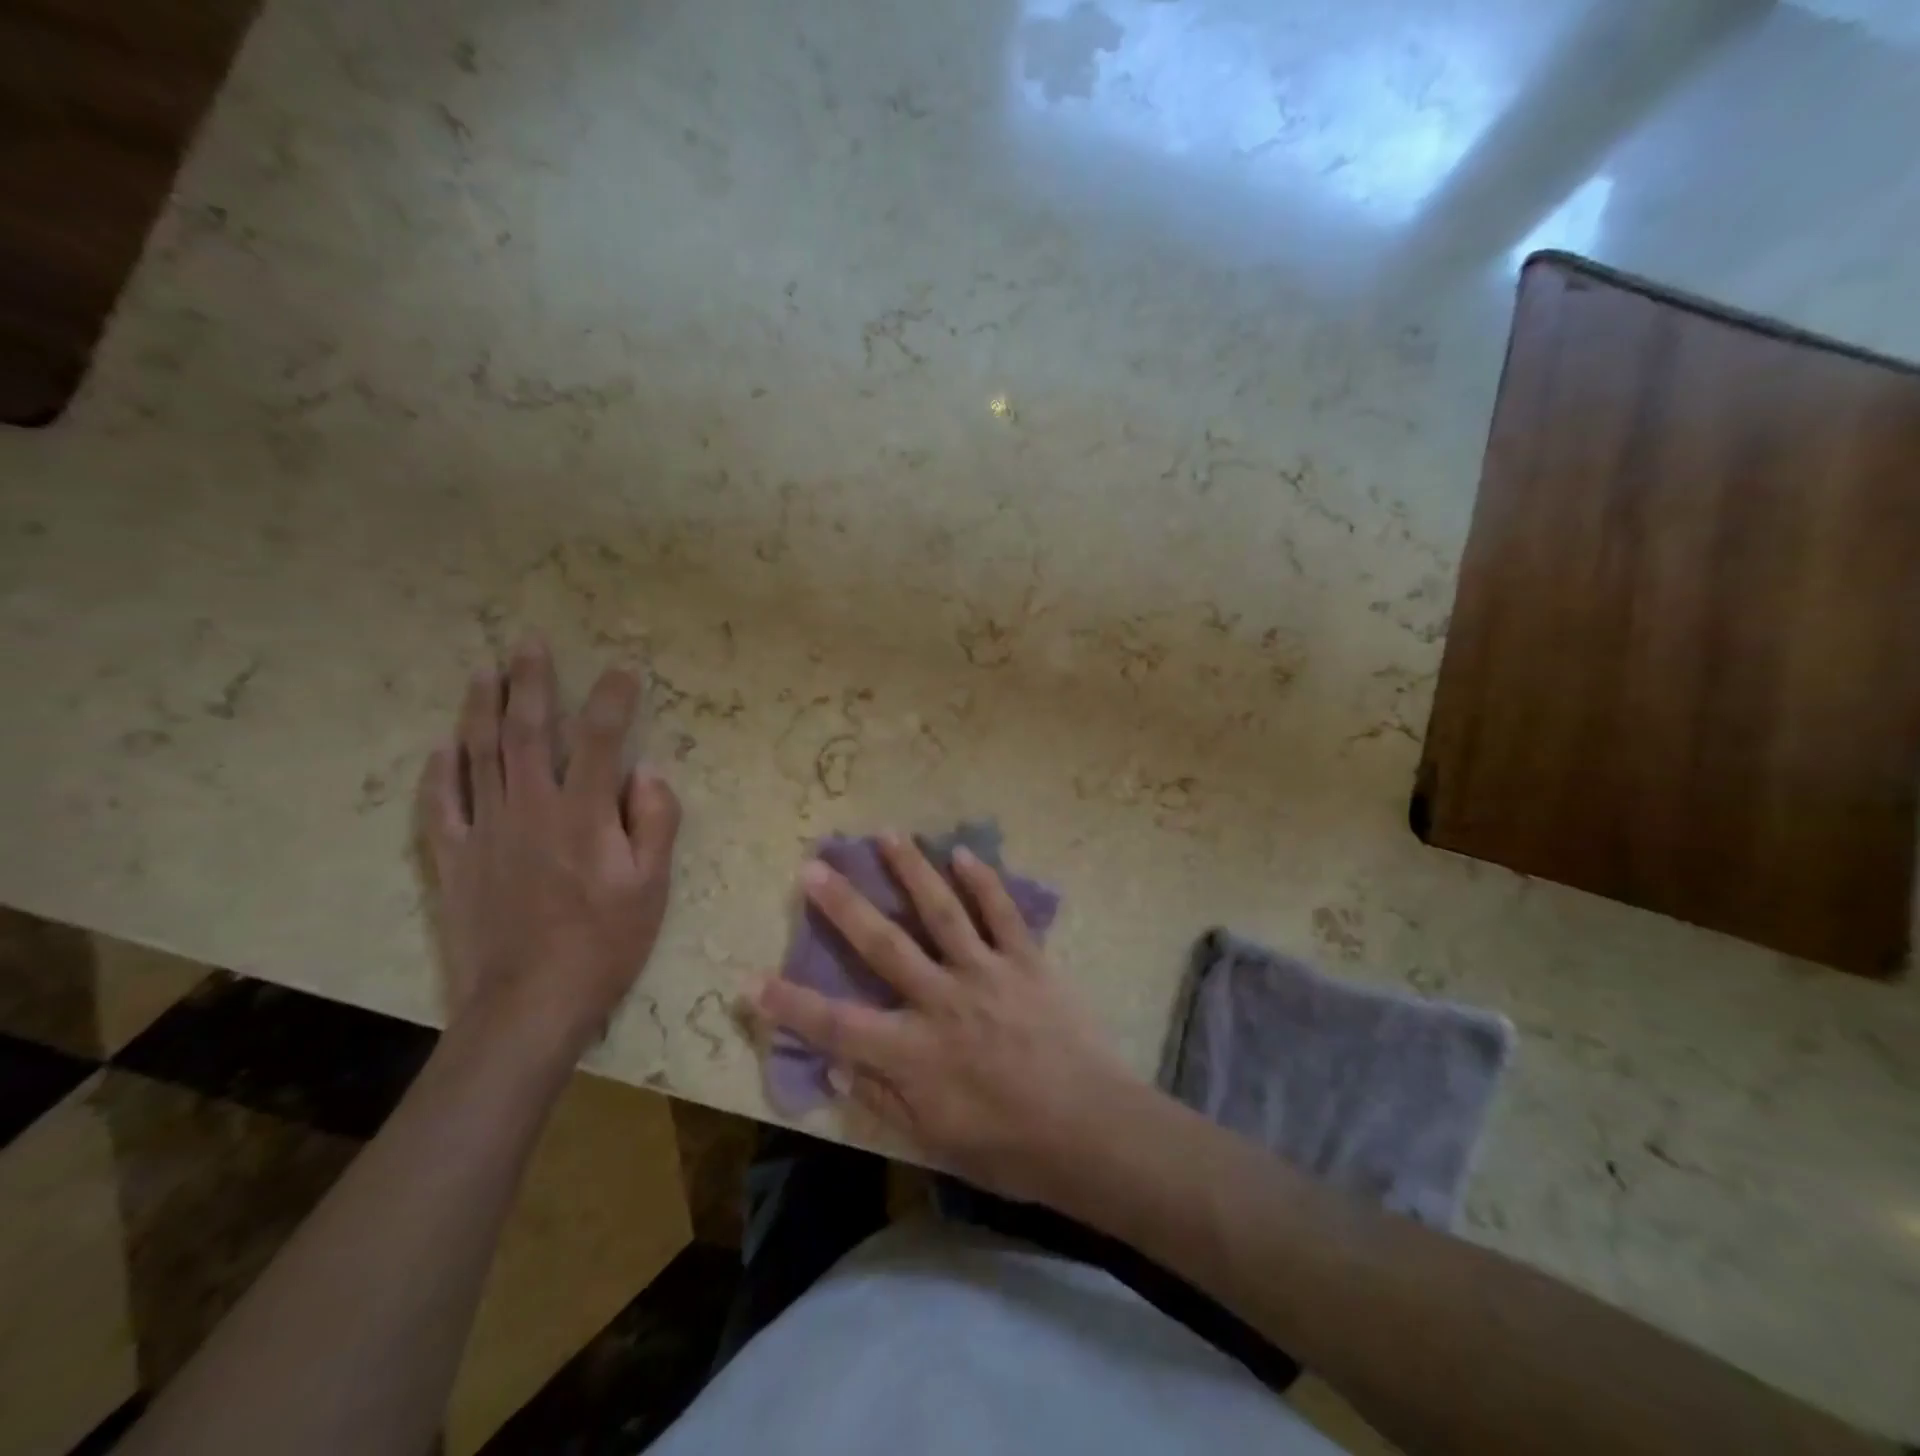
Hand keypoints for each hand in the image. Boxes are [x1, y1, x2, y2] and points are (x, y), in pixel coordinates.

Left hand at [416, 638, 681, 1058]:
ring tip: (484, 672)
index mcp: (583, 814)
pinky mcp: (453, 860)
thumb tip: (647, 772)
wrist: (529, 1004)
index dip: (613, 698)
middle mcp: (530, 808)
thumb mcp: (653, 886)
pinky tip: (443, 748)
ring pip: (480, 756)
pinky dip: (441, 771)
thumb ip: (655, 822)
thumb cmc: (605, 944)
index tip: (623, 668)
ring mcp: (484, 831)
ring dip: (482, 708)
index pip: (602, 738)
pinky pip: (440, 805)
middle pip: (528, 732)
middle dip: (531, 682)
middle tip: (529, 642)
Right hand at [753, 833, 1139, 1203]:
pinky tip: (963, 853)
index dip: (790, 1006)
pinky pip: (1002, 913)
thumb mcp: (935, 1141)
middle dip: (843, 906)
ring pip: (941, 911)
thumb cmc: (1010, 1148)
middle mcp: (942, 1000)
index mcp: (914, 1053)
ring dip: (911, 870)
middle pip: (883, 944)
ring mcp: (987, 973)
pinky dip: (982, 881)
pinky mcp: (1027, 961)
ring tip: (886, 834)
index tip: (750, 980)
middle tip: (814, 867)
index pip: (836, 1026)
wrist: (1092, 1131)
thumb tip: (836, 1065)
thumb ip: (882, 1101)